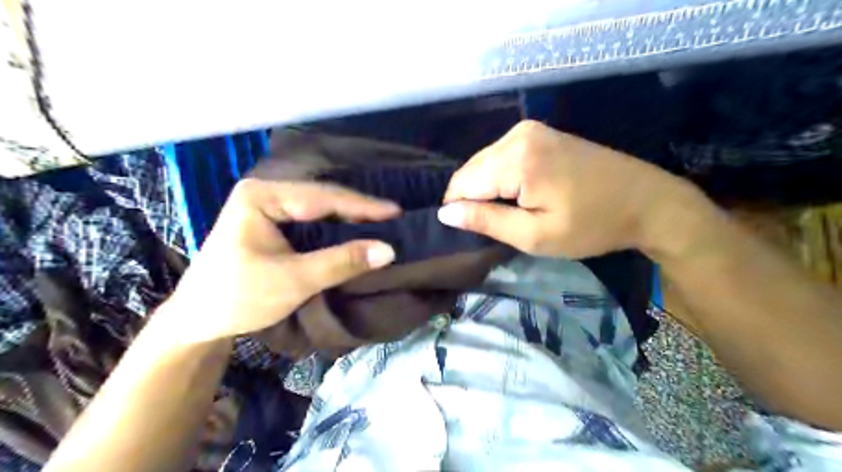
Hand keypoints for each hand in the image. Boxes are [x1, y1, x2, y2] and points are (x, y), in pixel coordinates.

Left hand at [166, 179, 402, 340]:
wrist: (198, 319)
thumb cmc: (239, 297)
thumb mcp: (294, 280)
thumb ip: (342, 262)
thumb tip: (388, 250)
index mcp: (261, 196)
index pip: (322, 198)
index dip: (362, 207)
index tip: (396, 212)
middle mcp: (265, 192)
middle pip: (322, 198)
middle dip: (357, 210)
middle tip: (393, 218)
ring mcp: (267, 205)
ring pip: (319, 207)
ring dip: (349, 217)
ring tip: (381, 223)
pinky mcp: (271, 221)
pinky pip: (312, 219)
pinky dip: (335, 226)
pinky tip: (354, 230)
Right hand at [438, 118, 693, 258]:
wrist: (647, 201)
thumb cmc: (592, 225)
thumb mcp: (535, 235)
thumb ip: (486, 221)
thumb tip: (445, 213)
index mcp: (516, 158)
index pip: (462, 183)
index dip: (459, 209)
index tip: (476, 231)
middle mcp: (517, 134)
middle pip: (471, 169)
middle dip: (474, 198)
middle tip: (497, 225)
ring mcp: (529, 130)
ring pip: (484, 163)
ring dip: (487, 189)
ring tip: (511, 212)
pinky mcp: (539, 133)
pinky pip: (501, 156)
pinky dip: (501, 178)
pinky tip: (520, 194)